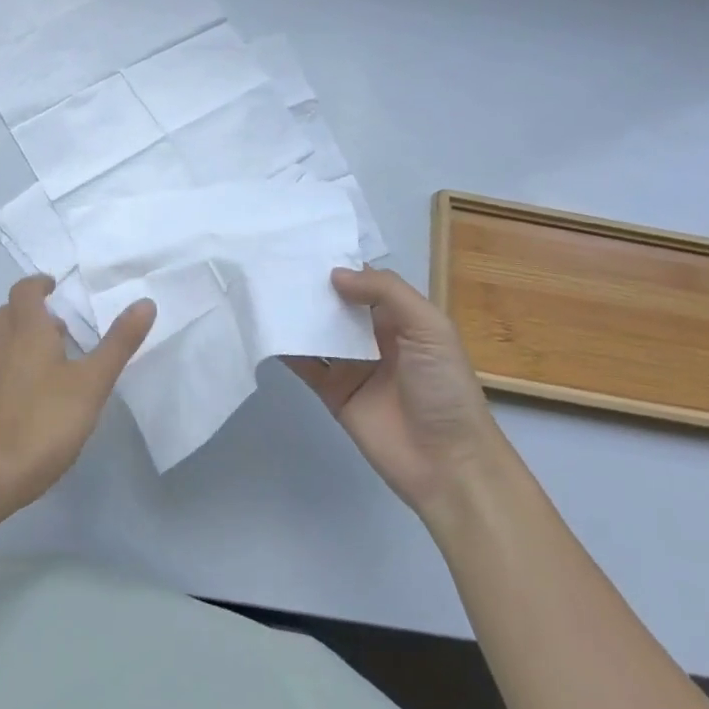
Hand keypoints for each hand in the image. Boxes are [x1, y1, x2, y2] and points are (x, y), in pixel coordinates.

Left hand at [0, 275, 155, 511]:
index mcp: (27, 331)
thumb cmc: (47, 419)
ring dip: (25, 334)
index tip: (56, 286)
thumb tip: (145, 302)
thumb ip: (119, 342)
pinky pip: (1, 364)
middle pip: (11, 312)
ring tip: (56, 352)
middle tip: (61, 320)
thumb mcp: (93, 381)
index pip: (24, 291)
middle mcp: (3, 345)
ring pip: (4, 338)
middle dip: (32, 308)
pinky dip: (18, 360)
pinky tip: (41, 387)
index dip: (38, 283)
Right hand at [287, 267, 499, 515]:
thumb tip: (333, 274)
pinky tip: (264, 330)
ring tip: (260, 289)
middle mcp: (374, 337)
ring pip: (317, 331)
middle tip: (271, 262)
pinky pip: (306, 365)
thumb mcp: (429, 327)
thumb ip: (385, 292)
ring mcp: (352, 366)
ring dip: (295, 315)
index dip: (339, 264)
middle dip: (310, 287)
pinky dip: (286, 349)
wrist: (448, 463)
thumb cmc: (444, 387)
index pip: (365, 282)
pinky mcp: (334, 393)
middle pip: (336, 305)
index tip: (302, 245)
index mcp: (402, 318)